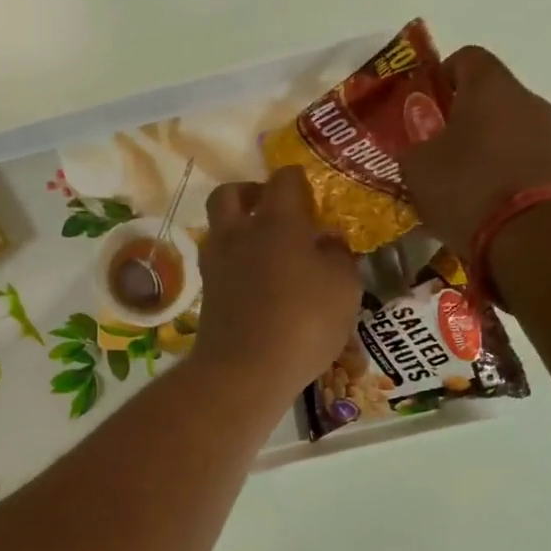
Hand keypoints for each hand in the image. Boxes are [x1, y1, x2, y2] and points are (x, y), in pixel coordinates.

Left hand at [192, 167, 361, 398]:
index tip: (313, 202)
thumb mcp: (344, 287)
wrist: (244, 371)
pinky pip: (218, 262)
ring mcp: (215, 263)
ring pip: (219, 228)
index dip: (300, 184)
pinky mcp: (206, 293)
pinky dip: (234, 263)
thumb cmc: (304, 323)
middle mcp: (238, 233)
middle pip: (230, 193)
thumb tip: (326, 239)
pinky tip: (257, 284)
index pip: (284, 179)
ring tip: (267, 252)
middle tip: (275, 213)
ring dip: (238, 229)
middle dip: (251, 195)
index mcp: (276, 221)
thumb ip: (338, 255)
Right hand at [401, 45, 550, 250]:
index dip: (438, 78)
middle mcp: (526, 99)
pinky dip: (499, 171)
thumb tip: (416, 145)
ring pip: (504, 129)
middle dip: (457, 119)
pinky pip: (519, 157)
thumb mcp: (417, 168)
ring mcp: (548, 133)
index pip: (465, 57)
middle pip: (487, 96)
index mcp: (490, 86)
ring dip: (479, 148)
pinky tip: (480, 202)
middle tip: (432, 152)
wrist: (530, 236)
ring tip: (455, 185)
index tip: (421, 109)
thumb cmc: (466, 189)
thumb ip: (411, 146)